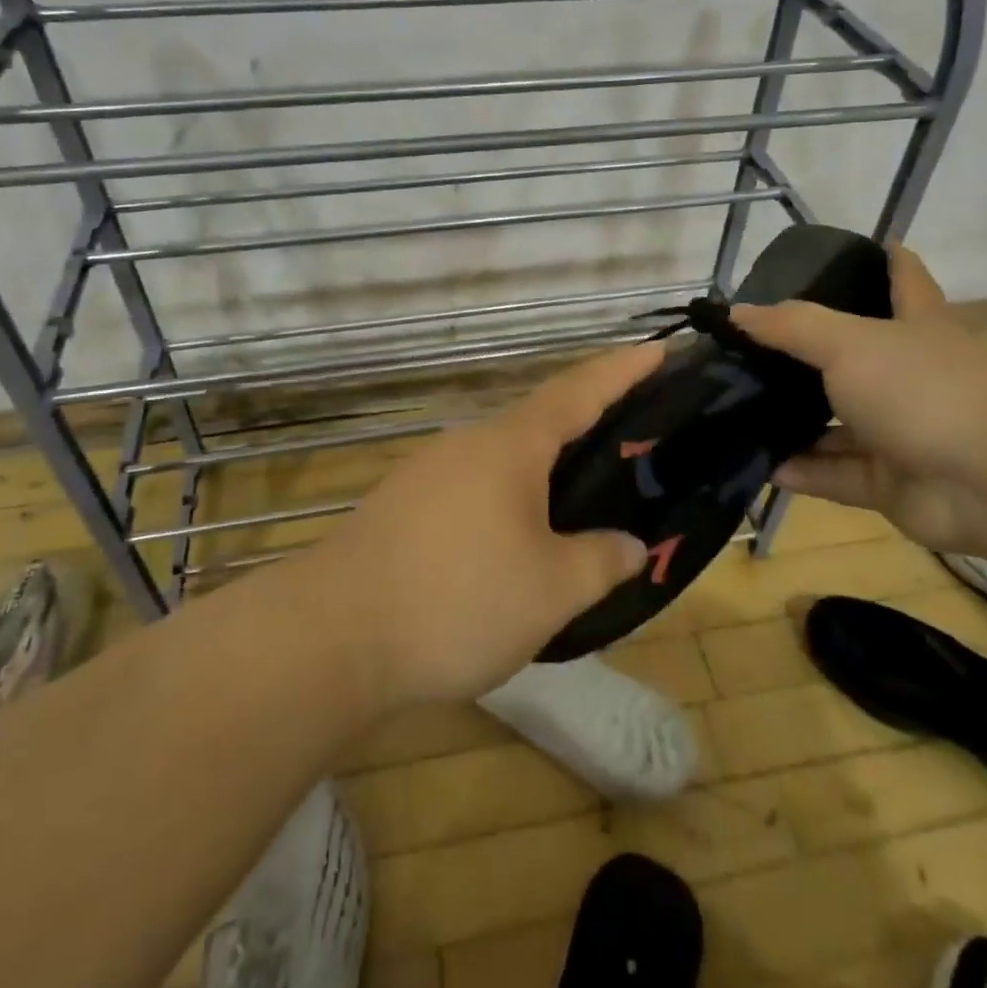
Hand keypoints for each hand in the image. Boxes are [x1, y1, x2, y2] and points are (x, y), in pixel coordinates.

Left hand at [312, 344, 661, 708]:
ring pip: (501, 462)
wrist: (330, 637)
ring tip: (574, 507)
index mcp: (509, 446)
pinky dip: (504, 503)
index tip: (656, 350)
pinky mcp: (399, 509)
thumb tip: (631, 546)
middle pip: (537, 424)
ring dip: (540, 474)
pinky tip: (510, 546)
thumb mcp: (550, 591)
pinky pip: (470, 491)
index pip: (577, 391)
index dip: (621, 370)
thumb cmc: (457, 600)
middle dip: (583, 428)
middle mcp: (466, 445)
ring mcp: (426, 474)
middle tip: (627, 446)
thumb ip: (600, 562)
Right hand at [730, 246, 986, 553]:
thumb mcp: (850, 342)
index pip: (904, 279)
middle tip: (748, 348)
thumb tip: (734, 312)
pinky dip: (801, 470)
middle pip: (855, 357)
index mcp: (916, 326)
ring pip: (838, 423)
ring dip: (795, 421)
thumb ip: (791, 326)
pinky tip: (759, 464)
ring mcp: (902, 432)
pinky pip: (836, 473)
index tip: (858, 246)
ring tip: (737, 410)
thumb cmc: (926, 389)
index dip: (885, 259)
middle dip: (808, 354)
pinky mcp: (892, 483)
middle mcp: (909, 376)